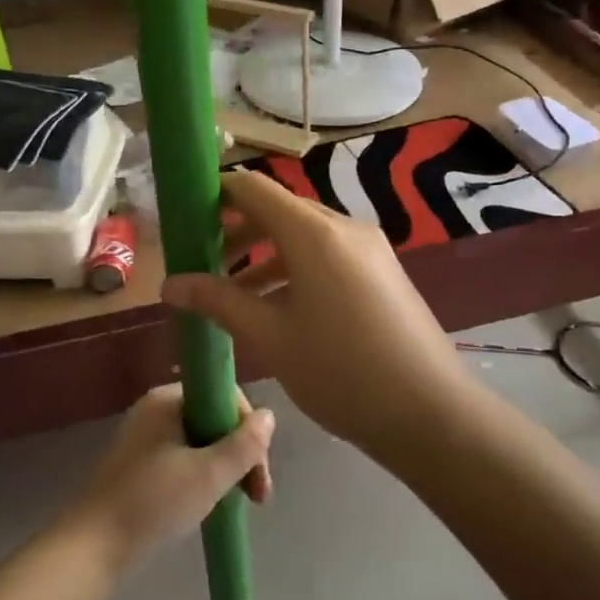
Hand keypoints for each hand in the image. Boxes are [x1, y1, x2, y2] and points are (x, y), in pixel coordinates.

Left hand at [64, 384, 274, 572]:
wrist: (91, 549)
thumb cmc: (153, 503)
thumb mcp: (209, 474)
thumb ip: (244, 445)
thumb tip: (269, 416)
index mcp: (168, 398)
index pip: (225, 396)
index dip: (249, 430)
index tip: (260, 473)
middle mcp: (155, 409)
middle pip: (214, 419)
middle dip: (241, 454)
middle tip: (256, 496)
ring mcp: (145, 437)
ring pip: (201, 441)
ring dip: (225, 468)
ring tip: (239, 503)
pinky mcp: (138, 465)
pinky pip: (183, 458)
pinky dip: (203, 477)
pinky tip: (210, 504)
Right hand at [160, 168, 469, 451]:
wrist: (431, 411)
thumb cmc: (342, 371)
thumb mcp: (271, 337)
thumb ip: (218, 302)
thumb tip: (169, 284)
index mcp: (314, 233)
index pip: (254, 188)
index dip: (216, 193)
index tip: (185, 215)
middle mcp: (344, 228)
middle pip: (280, 209)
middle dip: (237, 229)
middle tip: (201, 258)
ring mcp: (369, 248)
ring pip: (304, 235)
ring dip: (265, 253)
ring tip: (230, 289)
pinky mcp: (382, 271)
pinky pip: (328, 254)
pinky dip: (295, 267)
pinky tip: (277, 305)